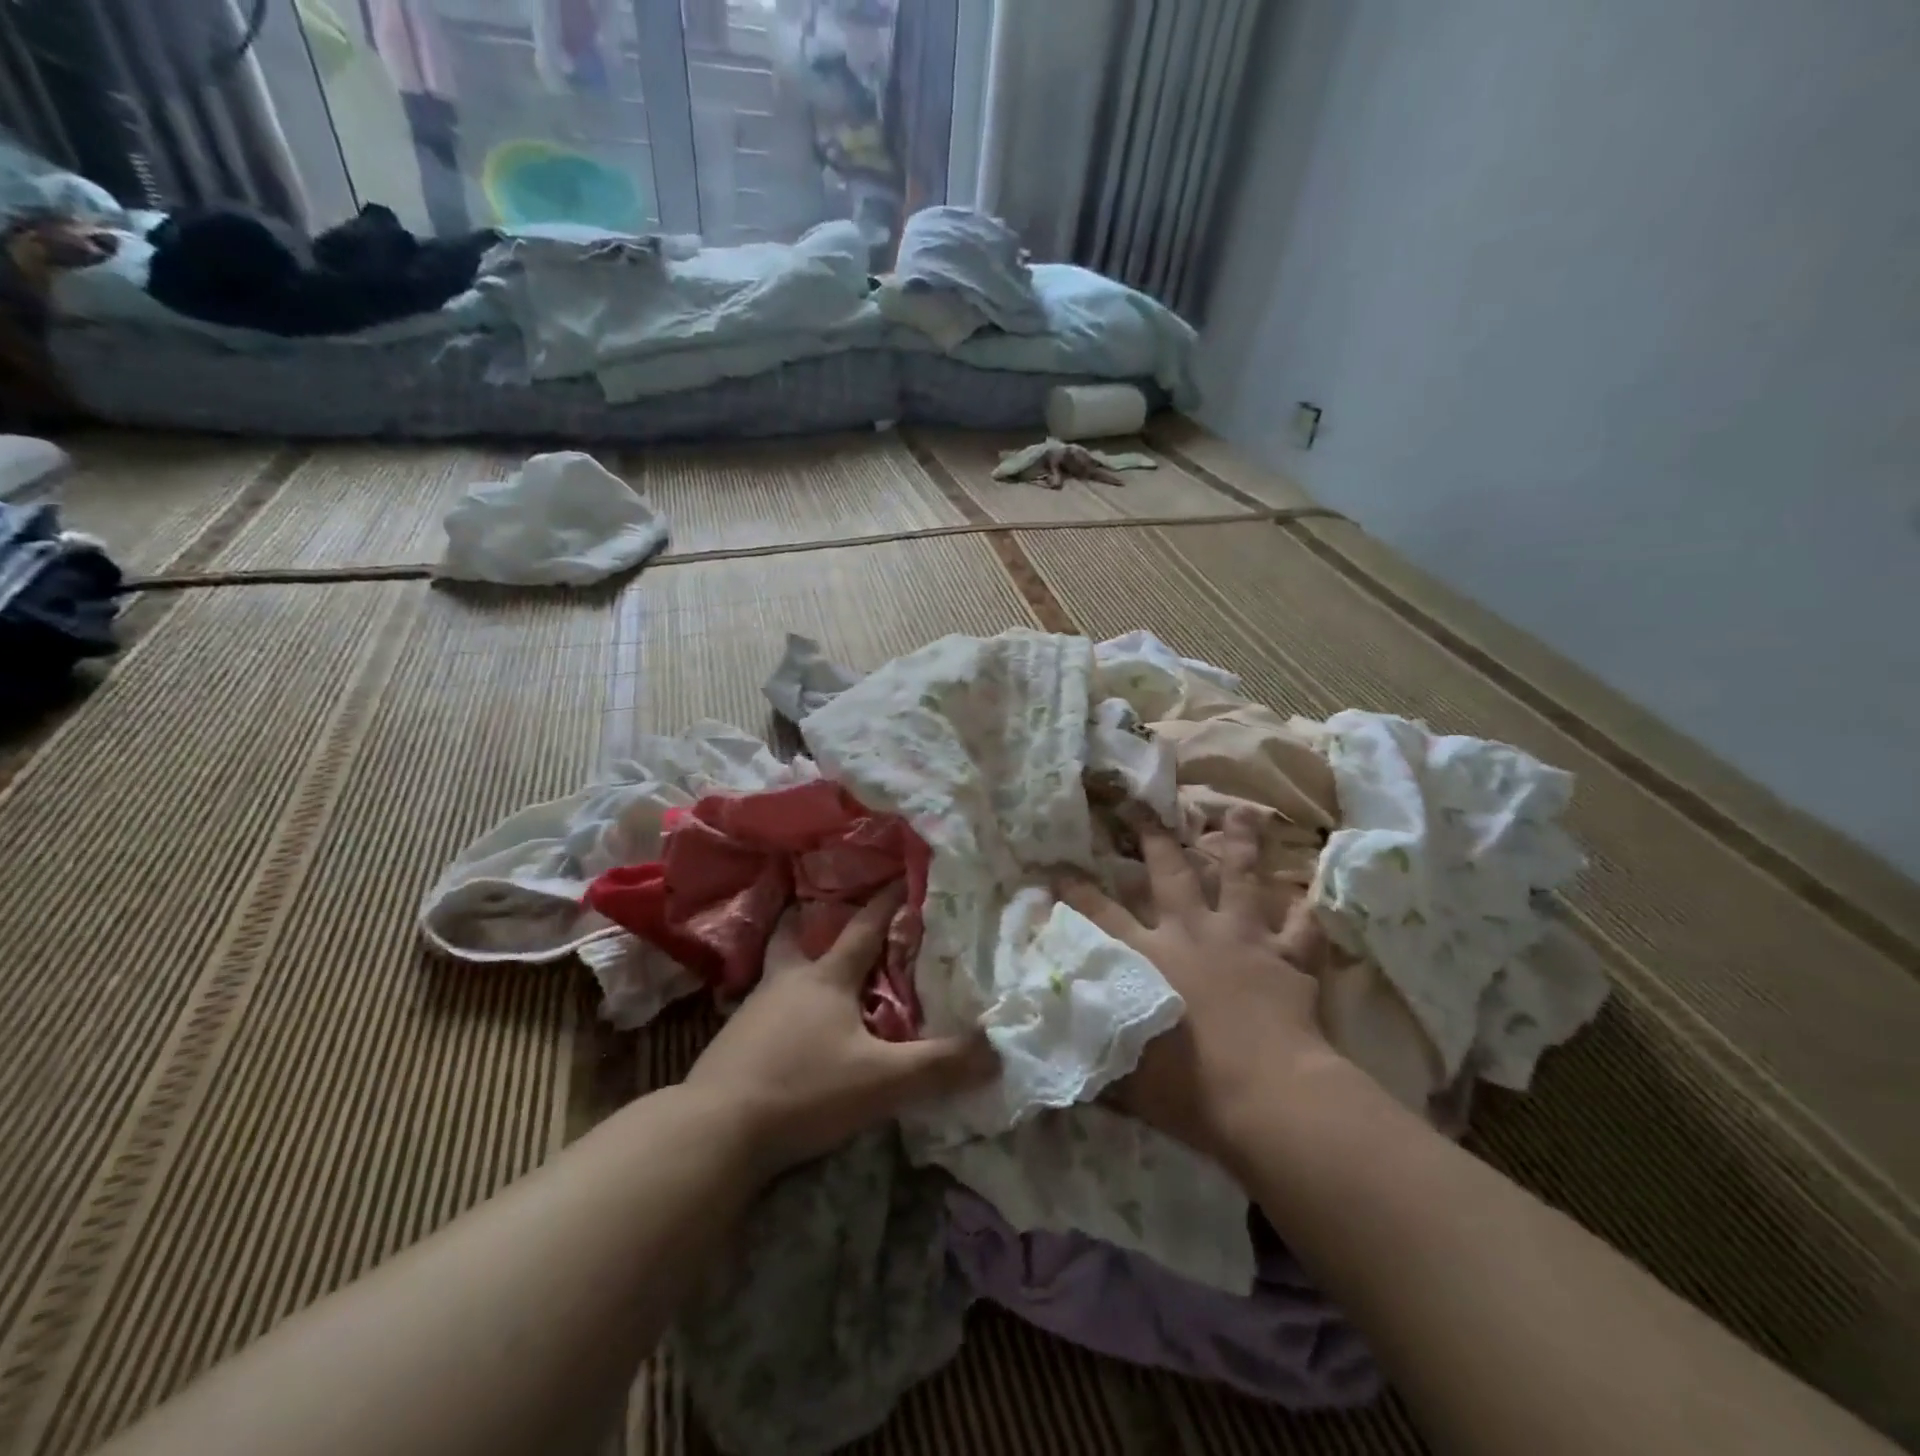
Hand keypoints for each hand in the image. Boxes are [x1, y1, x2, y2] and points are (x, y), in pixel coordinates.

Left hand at [685, 884, 997, 1175]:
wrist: (715, 1129)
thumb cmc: (804, 1089)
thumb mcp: (881, 1082)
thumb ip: (938, 1066)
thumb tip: (995, 1051)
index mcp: (826, 979)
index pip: (863, 929)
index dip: (885, 903)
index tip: (900, 876)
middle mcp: (786, 983)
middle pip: (794, 937)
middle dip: (806, 920)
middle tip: (815, 911)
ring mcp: (752, 1011)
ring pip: (775, 973)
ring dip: (793, 965)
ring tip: (808, 976)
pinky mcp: (730, 1043)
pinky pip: (759, 1010)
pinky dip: (776, 1007)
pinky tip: (782, 1030)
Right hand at [1058, 808, 1343, 1163]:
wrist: (1267, 1096)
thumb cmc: (1187, 1089)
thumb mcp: (1122, 1074)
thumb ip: (1089, 1049)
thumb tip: (1049, 1042)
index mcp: (1148, 956)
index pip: (1100, 915)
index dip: (1076, 890)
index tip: (1058, 869)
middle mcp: (1191, 933)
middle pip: (1170, 874)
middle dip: (1154, 839)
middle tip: (1144, 809)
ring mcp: (1242, 939)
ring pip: (1240, 879)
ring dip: (1240, 844)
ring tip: (1242, 811)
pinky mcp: (1286, 958)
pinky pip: (1300, 928)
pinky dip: (1304, 912)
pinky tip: (1308, 895)